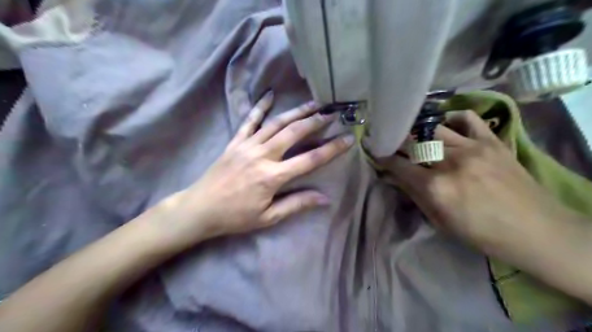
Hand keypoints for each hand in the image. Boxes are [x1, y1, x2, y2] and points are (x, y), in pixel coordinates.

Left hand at [155, 91, 352, 248]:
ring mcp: (247, 145)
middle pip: (294, 133)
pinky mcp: (235, 142)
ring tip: (313, 103)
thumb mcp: (268, 217)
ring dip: (296, 112)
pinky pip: (249, 121)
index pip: (309, 160)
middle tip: (331, 114)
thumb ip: (296, 204)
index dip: (331, 149)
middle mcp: (262, 155)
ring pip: (276, 123)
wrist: (200, 208)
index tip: (348, 139)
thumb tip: (324, 198)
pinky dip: (260, 107)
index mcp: (272, 177)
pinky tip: (270, 95)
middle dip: (315, 122)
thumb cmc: (235, 217)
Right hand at [382, 110, 570, 254]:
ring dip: (419, 132)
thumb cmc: (482, 233)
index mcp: (436, 187)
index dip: (382, 157)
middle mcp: (450, 162)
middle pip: (413, 142)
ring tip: (414, 135)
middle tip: (390, 141)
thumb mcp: (440, 221)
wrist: (537, 230)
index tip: (374, 151)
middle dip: (396, 141)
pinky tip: (447, 127)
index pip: (398, 164)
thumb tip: (391, 176)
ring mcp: (473, 148)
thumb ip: (413, 194)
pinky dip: (452, 119)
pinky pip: (467, 119)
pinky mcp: (492, 141)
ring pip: (434, 129)